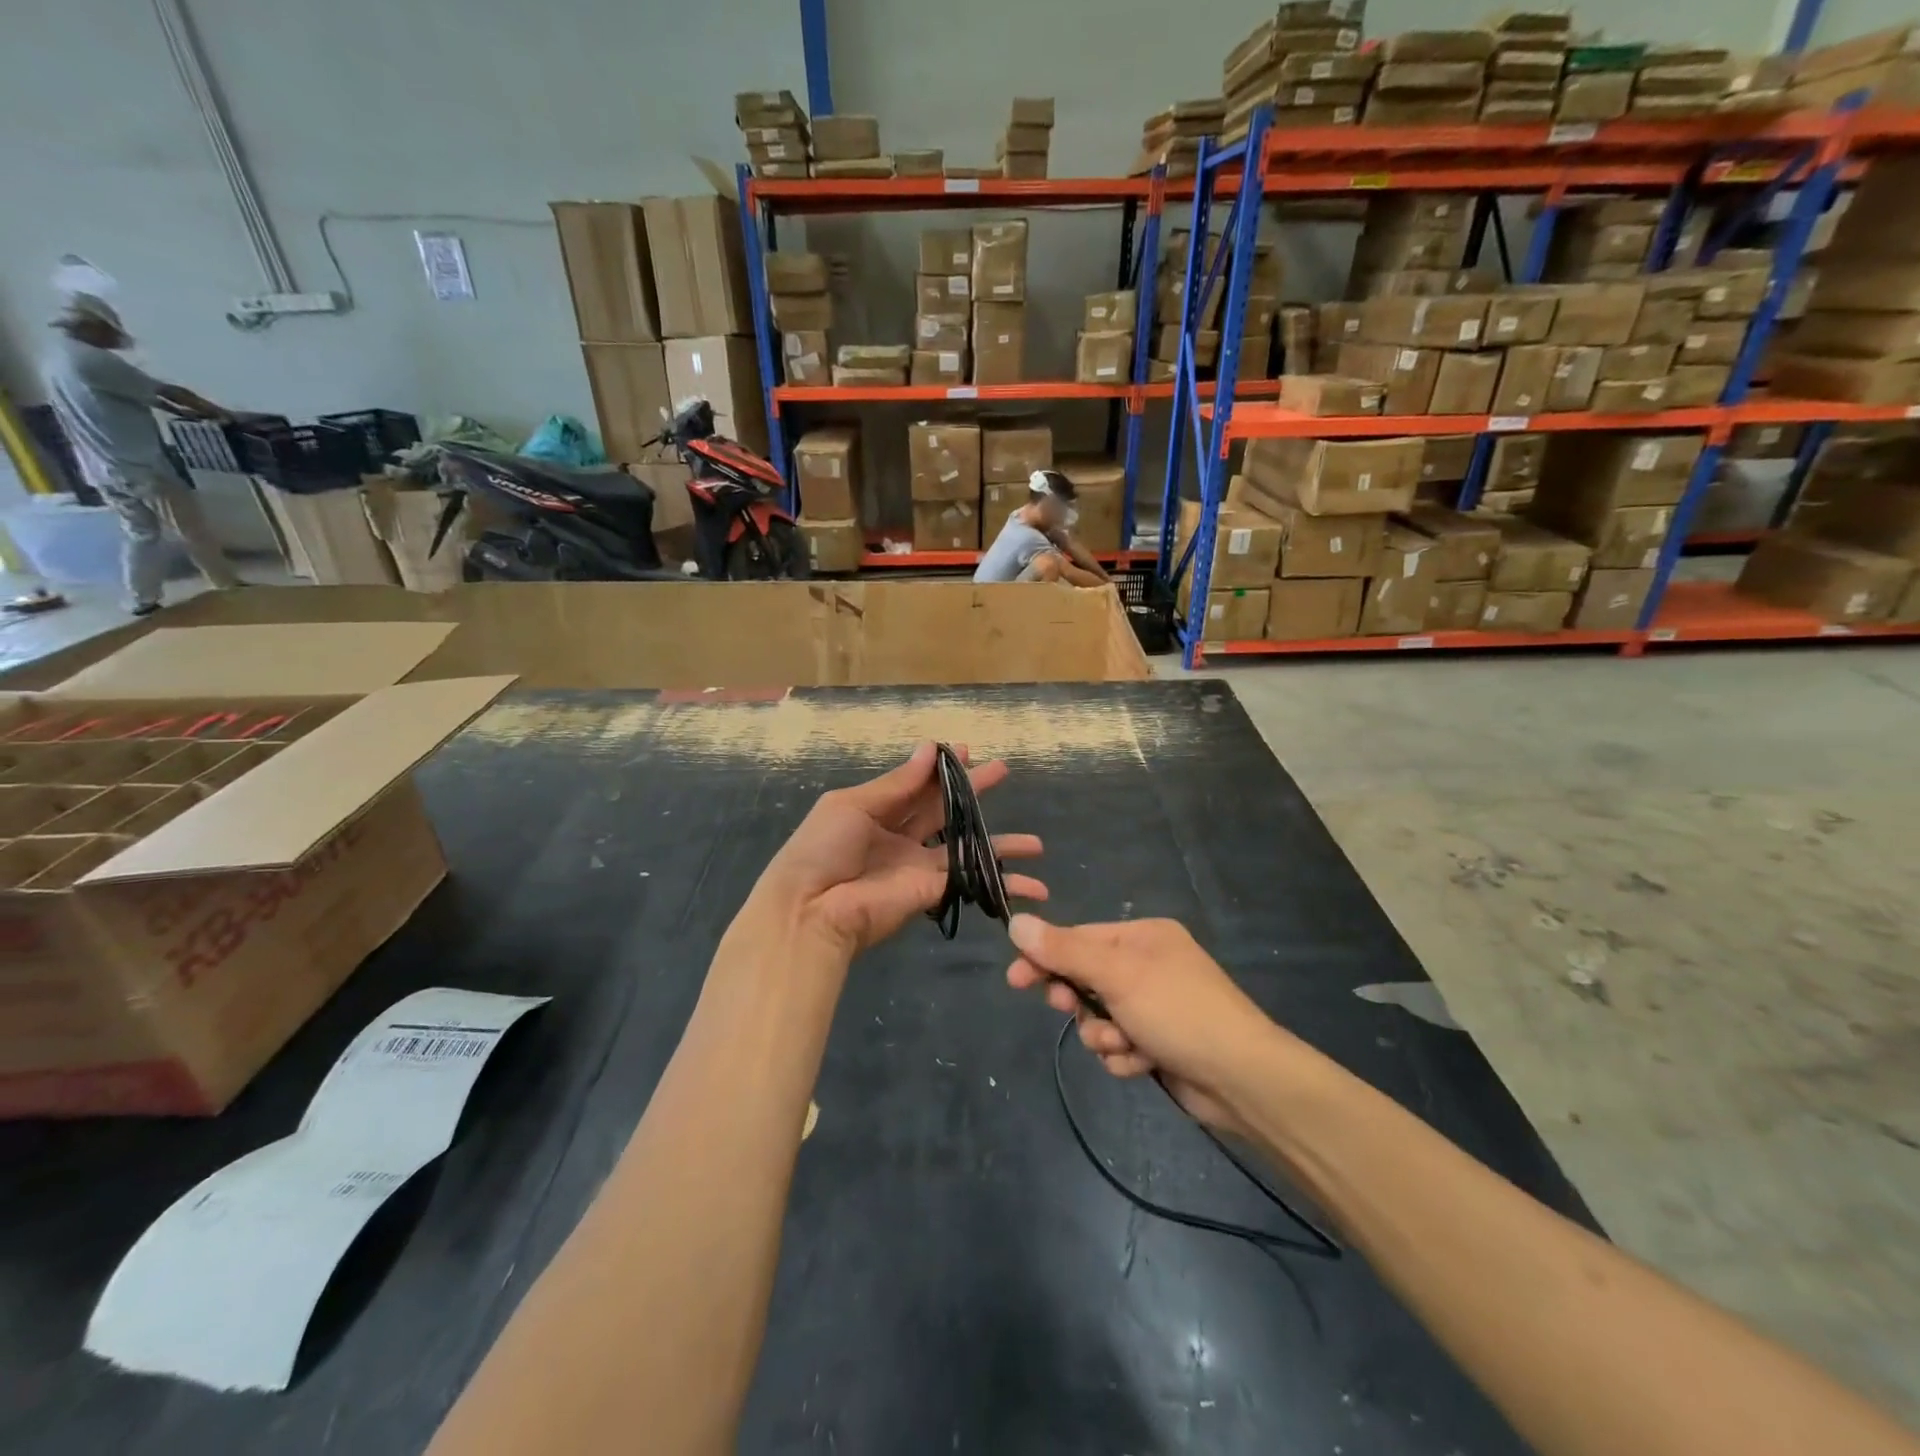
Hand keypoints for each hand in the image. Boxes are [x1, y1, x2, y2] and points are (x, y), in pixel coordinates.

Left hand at [754, 743, 1045, 956]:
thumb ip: (896, 783)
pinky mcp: (933, 891)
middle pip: (945, 809)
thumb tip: (929, 749)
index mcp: (876, 810)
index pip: (917, 784)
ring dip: (1000, 843)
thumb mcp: (852, 805)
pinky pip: (972, 880)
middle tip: (1003, 771)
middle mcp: (901, 836)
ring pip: (966, 847)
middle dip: (974, 791)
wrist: (812, 910)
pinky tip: (1032, 882)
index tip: (967, 751)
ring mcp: (919, 865)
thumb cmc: (823, 848)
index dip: (942, 769)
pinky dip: (1002, 882)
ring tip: (1035, 843)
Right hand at [1005, 916, 1284, 1135]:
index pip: (1079, 939)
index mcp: (1143, 937)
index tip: (1015, 979)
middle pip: (1086, 979)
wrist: (1243, 1079)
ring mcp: (1155, 1006)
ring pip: (1100, 1017)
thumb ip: (1064, 951)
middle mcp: (1148, 965)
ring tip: (1123, 1045)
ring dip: (1104, 1035)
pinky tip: (1142, 1063)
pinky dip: (1124, 1055)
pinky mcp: (1159, 1042)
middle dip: (1078, 1000)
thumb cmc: (1178, 1011)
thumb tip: (1017, 924)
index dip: (1046, 958)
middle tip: (1066, 1009)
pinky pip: (1120, 1044)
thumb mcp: (1117, 975)